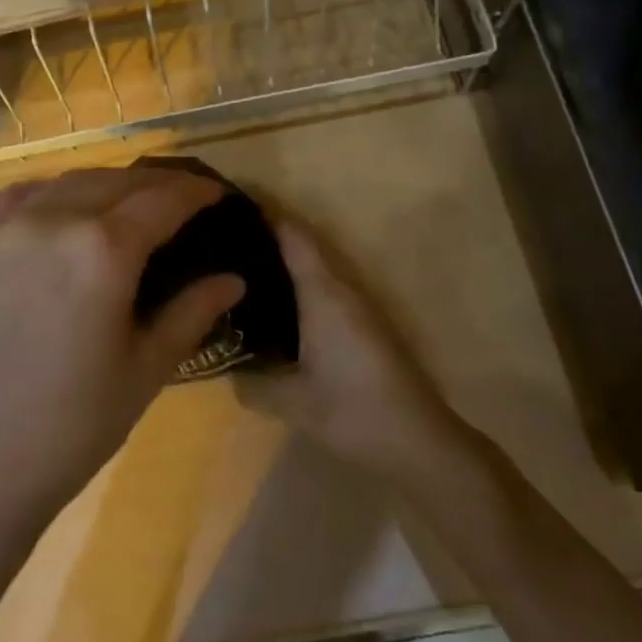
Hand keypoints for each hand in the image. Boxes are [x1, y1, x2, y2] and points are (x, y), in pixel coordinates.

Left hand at [0, 167, 245, 542]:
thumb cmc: (70, 429)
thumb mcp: (145, 371)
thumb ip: (192, 313)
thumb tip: (233, 279)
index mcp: (102, 250)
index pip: (163, 199)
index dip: (196, 192)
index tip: (216, 194)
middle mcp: (50, 220)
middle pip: (115, 180)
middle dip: (154, 184)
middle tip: (178, 201)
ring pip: (64, 183)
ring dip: (104, 186)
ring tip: (124, 205)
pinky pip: (14, 200)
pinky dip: (49, 195)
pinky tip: (58, 213)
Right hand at [236, 217, 468, 483]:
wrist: (419, 440)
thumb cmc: (355, 411)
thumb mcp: (293, 403)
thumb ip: (253, 384)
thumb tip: (227, 372)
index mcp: (323, 294)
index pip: (293, 236)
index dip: (264, 212)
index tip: (229, 201)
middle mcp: (342, 289)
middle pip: (303, 244)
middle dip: (266, 233)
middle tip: (221, 235)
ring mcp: (357, 305)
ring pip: (314, 266)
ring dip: (282, 258)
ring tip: (239, 264)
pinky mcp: (363, 324)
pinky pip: (322, 287)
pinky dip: (295, 282)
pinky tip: (273, 304)